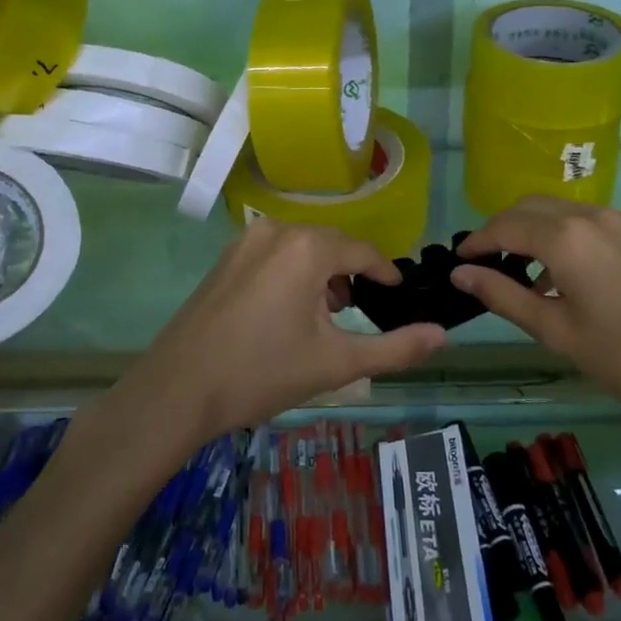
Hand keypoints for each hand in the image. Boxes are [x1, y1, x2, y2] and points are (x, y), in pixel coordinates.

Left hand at [133, 220, 445, 436]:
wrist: (177, 390)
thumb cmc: (262, 373)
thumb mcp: (336, 363)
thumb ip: (396, 348)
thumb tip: (444, 335)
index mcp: (308, 248)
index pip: (363, 252)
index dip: (386, 273)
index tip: (398, 294)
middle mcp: (277, 230)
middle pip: (332, 245)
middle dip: (352, 274)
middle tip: (361, 312)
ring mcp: (246, 240)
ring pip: (302, 247)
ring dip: (322, 273)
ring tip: (327, 315)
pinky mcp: (226, 257)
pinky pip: (275, 252)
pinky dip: (293, 272)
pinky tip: (288, 310)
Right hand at [452, 197, 620, 453]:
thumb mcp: (557, 332)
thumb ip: (504, 296)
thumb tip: (460, 274)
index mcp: (565, 237)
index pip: (504, 227)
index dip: (476, 242)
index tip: (458, 263)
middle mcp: (590, 215)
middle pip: (529, 208)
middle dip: (501, 230)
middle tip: (485, 266)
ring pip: (560, 210)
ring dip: (532, 230)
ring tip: (522, 273)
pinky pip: (587, 220)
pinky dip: (563, 234)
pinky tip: (566, 273)